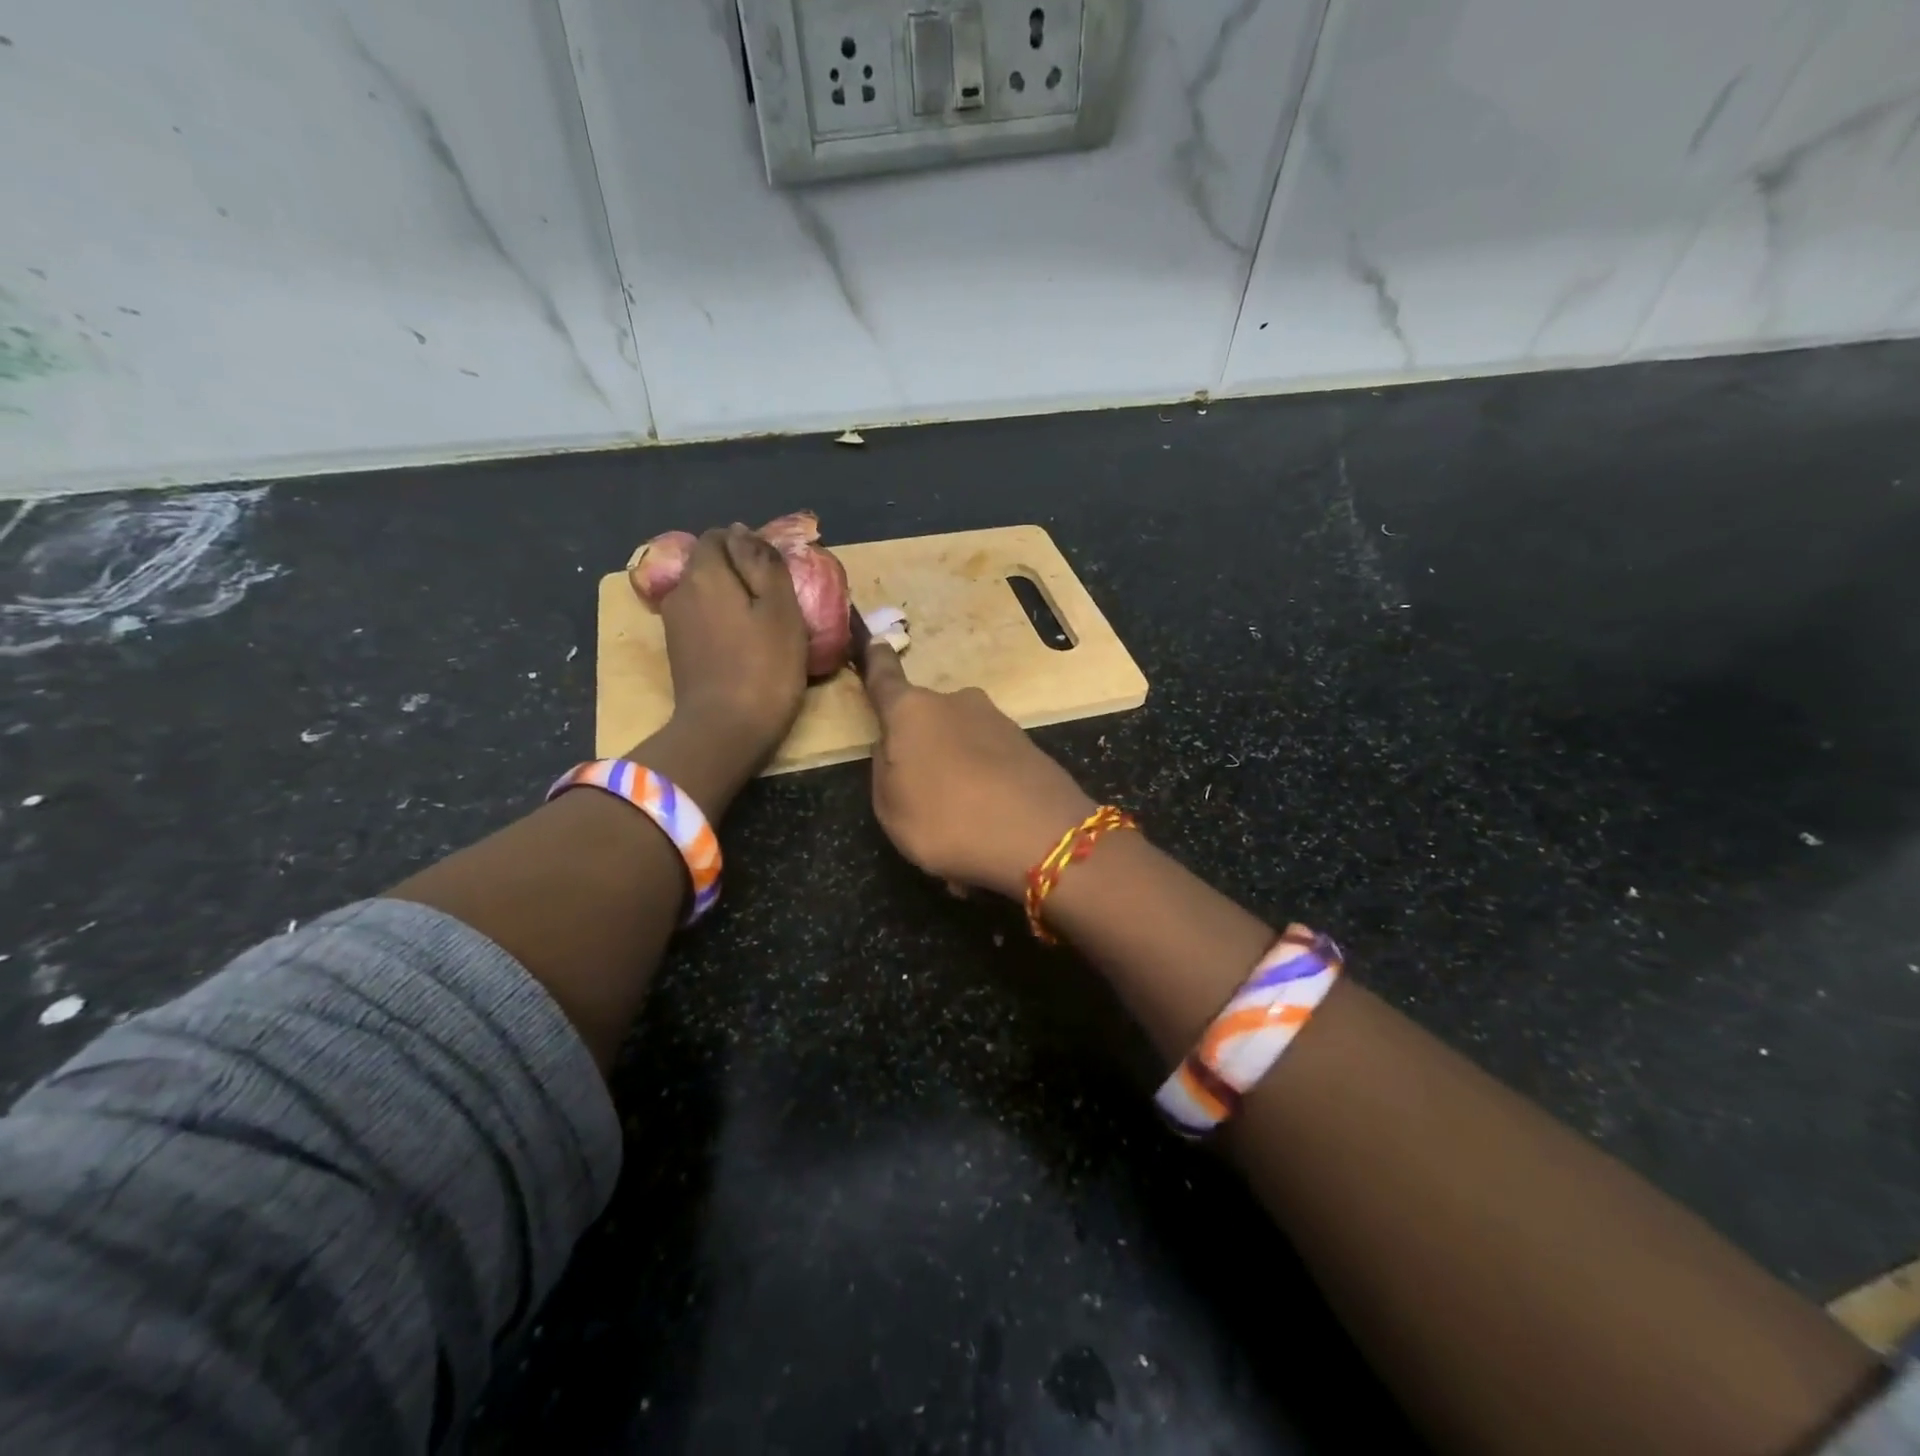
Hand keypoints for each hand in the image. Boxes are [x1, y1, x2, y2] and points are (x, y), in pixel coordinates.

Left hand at [656, 524, 807, 765]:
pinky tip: (747, 645)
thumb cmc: (763, 668)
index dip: (749, 546)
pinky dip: (724, 623)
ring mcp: (674, 624)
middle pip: (710, 565)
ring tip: (766, 623)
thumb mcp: (781, 610)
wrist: (724, 731)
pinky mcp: (679, 653)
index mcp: (705, 573)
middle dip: (740, 572)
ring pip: (706, 594)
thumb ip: (764, 564)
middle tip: (778, 599)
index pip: (720, 536)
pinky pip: (703, 620)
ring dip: (732, 600)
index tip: (777, 572)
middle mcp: (680, 591)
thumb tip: (744, 532)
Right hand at [862, 644, 1095, 898]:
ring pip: (961, 739)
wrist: (1041, 836)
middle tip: (920, 792)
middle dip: (921, 745)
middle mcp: (956, 703)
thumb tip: (895, 746)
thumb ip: (885, 769)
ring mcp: (998, 721)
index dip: (876, 662)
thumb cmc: (947, 820)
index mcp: (913, 711)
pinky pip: (990, 759)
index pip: (886, 679)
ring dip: (955, 765)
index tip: (876, 641)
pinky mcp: (1028, 745)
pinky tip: (988, 816)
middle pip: (927, 718)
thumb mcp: (890, 808)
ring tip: (958, 815)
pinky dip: (984, 779)